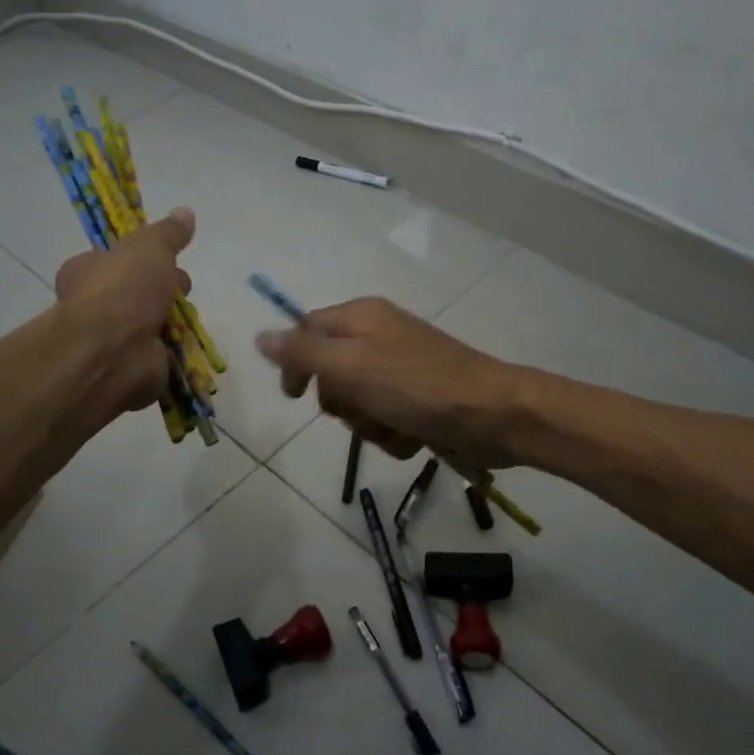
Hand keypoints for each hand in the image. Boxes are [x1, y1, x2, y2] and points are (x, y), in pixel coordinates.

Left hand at [54, 209, 194, 420]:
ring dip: (173, 321)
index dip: (141, 259)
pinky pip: (161, 355)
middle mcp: (93, 306)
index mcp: (85, 272)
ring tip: (186, 317)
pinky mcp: (132, 368)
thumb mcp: (150, 246)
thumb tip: (185, 211)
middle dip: (165, 290)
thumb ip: (168, 232)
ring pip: (152, 324)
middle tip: (180, 288)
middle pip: (138, 292)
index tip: (166, 259)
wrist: (113, 351)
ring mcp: (112, 340)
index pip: (113, 260)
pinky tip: (187, 344)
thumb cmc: (123, 288)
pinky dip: (176, 351)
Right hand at [255, 297, 519, 469]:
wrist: (492, 416)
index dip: (296, 363)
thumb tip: (261, 336)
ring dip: (370, 424)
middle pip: (331, 373)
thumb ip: (302, 352)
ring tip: (396, 425)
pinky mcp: (419, 401)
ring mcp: (401, 371)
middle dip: (342, 402)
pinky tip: (414, 436)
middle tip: (363, 405)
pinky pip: (386, 421)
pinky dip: (395, 435)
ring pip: (358, 404)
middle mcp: (379, 338)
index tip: (295, 397)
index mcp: (361, 318)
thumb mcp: (350, 365)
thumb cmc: (416, 386)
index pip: (307, 331)